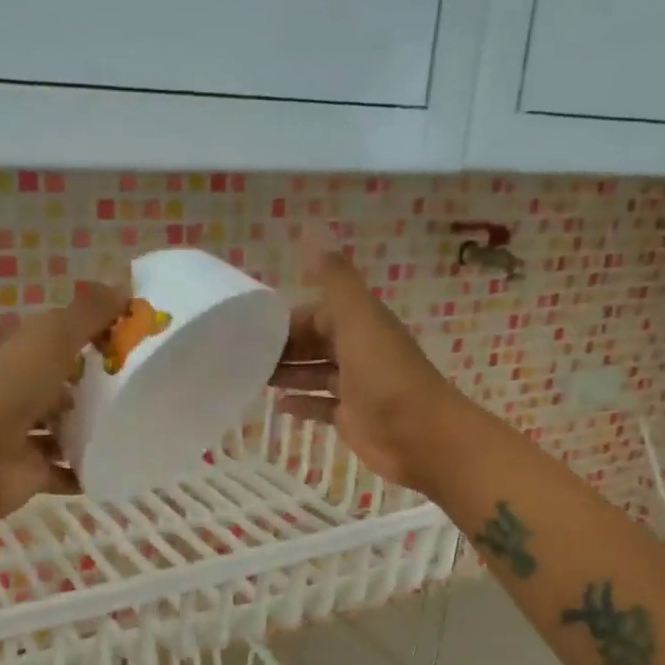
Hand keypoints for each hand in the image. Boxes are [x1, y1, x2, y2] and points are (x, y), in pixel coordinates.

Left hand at [0, 282, 128, 529]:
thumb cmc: (5, 388)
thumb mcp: (50, 336)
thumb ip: (87, 313)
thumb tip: (124, 285)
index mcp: (10, 351)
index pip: (49, 335)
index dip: (83, 332)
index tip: (126, 336)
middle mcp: (11, 389)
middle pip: (58, 383)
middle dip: (92, 385)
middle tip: (141, 384)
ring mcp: (18, 434)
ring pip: (62, 428)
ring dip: (91, 429)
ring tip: (136, 425)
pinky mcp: (28, 473)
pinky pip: (66, 471)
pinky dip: (87, 470)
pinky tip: (120, 464)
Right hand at [270, 253, 468, 493]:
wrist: (420, 435)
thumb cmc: (386, 375)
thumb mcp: (358, 319)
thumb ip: (334, 280)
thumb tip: (310, 229)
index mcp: (359, 323)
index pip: (316, 313)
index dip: (286, 320)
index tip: (251, 329)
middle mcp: (358, 350)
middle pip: (314, 343)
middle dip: (283, 348)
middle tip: (243, 358)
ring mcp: (355, 386)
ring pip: (315, 373)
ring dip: (288, 373)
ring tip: (253, 378)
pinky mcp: (353, 418)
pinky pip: (321, 405)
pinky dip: (301, 404)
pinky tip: (278, 406)